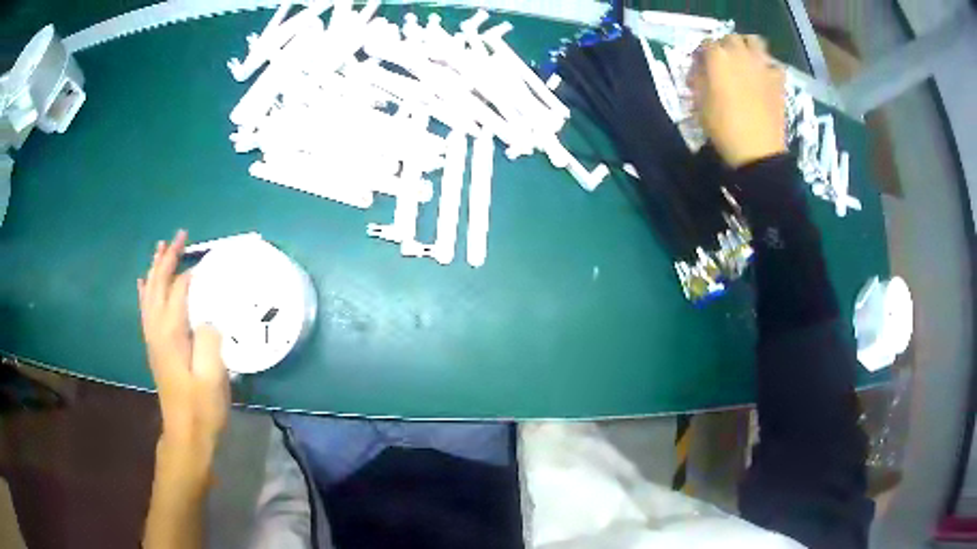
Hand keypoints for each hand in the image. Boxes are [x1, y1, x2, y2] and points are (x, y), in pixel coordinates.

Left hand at [138, 230, 228, 448]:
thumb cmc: (202, 407)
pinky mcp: (155, 347)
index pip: (179, 289)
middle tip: (181, 236)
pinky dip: (145, 290)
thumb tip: (208, 315)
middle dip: (168, 258)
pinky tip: (143, 282)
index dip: (193, 271)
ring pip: (149, 293)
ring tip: (161, 248)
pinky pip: (145, 309)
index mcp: (170, 333)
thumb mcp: (212, 376)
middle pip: (159, 284)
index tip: (210, 259)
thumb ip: (209, 339)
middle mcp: (156, 330)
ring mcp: (153, 338)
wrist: (186, 435)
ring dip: (155, 269)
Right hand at [689, 34, 786, 168]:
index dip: (701, 54)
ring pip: (754, 41)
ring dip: (748, 47)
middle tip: (723, 63)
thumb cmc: (724, 128)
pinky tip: (765, 78)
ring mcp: (762, 66)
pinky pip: (774, 65)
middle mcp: (740, 55)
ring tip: (745, 62)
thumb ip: (697, 81)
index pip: (705, 43)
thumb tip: (698, 71)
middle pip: (730, 38)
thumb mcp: (699, 105)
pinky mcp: (778, 81)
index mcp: (717, 58)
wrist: (757, 152)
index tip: (700, 67)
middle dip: (725, 46)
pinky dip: (769, 68)